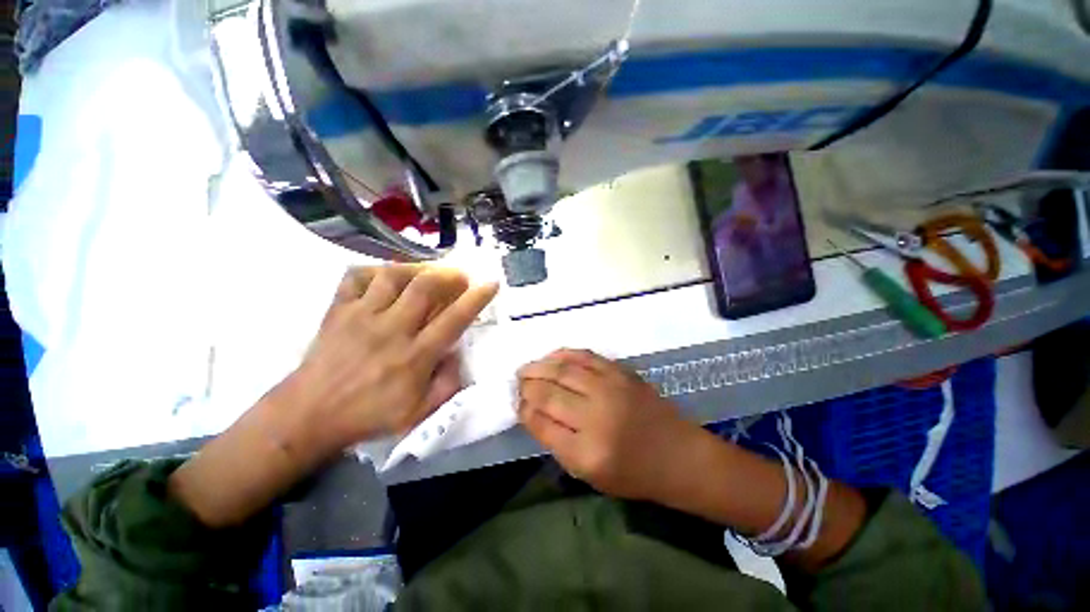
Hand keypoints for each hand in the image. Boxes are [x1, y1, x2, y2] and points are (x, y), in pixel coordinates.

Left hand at [288, 265, 497, 454]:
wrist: (308, 415)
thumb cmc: (368, 415)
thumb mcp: (419, 413)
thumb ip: (447, 384)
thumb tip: (458, 354)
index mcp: (415, 356)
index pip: (454, 319)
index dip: (477, 298)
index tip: (491, 283)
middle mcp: (392, 330)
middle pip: (425, 287)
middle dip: (449, 275)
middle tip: (460, 277)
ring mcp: (362, 316)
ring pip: (393, 275)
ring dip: (417, 269)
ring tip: (428, 273)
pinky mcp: (338, 310)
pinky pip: (357, 276)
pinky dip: (376, 271)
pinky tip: (388, 278)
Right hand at [517, 349, 704, 501]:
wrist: (679, 455)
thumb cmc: (633, 473)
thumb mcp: (589, 473)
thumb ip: (556, 442)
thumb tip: (532, 412)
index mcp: (586, 451)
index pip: (541, 423)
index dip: (524, 410)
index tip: (517, 403)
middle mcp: (596, 415)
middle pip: (548, 392)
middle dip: (527, 385)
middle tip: (517, 381)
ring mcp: (610, 387)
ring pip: (563, 369)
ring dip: (539, 366)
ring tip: (527, 368)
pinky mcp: (621, 372)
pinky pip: (585, 356)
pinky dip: (564, 353)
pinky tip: (551, 356)